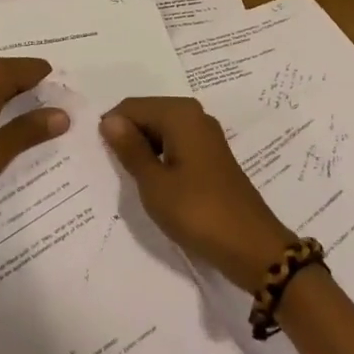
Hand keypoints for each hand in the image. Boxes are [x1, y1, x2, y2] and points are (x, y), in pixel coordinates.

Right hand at [99, 97, 295, 291]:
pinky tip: (155, 184)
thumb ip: (130, 149)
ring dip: (144, 151)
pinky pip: (176, 144)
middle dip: (128, 138)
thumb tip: (109, 120)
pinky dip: (161, 158)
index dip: (112, 129)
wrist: (251, 246)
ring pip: (161, 131)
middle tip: (116, 172)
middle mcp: (194, 115)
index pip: (131, 107)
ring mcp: (206, 135)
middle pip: (147, 114)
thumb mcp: (154, 183)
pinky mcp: (211, 155)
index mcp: (180, 114)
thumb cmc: (197, 212)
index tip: (102, 159)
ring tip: (134, 181)